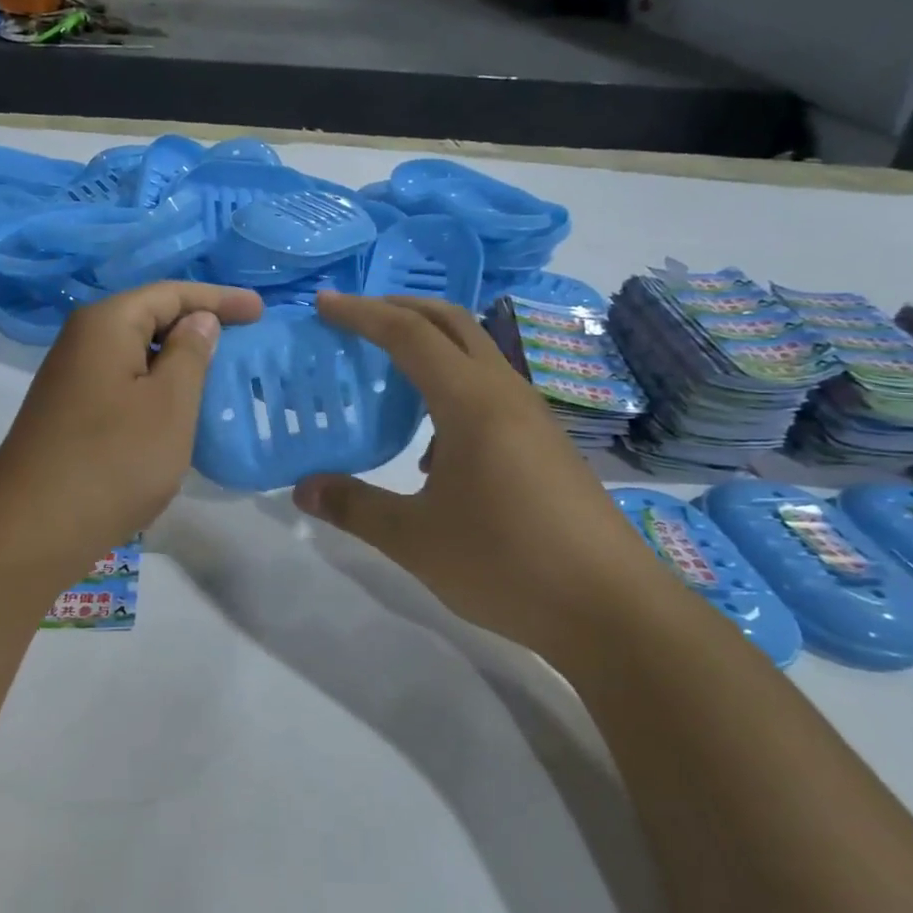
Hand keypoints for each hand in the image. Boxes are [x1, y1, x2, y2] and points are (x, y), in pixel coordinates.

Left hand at [0, 281, 263, 576]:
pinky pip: (124, 383)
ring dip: (177, 360)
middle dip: (198, 325)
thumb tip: (199, 320)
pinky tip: (177, 409)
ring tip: (218, 373)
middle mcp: (82, 340)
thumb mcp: (169, 404)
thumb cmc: (114, 460)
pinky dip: (156, 387)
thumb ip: (190, 354)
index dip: (219, 298)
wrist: (34, 528)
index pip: (171, 293)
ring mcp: (72, 378)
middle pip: (150, 317)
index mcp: (107, 324)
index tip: (260, 311)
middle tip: (244, 340)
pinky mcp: (70, 412)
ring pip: (136, 353)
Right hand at [293, 292, 682, 650]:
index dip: (362, 314)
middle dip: (400, 309)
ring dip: (430, 346)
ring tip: (388, 374)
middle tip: (354, 319)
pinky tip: (432, 449)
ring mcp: (533, 417)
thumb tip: (302, 490)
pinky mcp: (546, 443)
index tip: (323, 304)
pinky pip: (491, 392)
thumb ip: (354, 507)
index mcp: (471, 402)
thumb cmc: (506, 564)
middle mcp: (505, 394)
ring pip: (476, 355)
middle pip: (452, 323)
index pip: (409, 334)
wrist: (611, 608)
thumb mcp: (415, 540)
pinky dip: (452, 388)